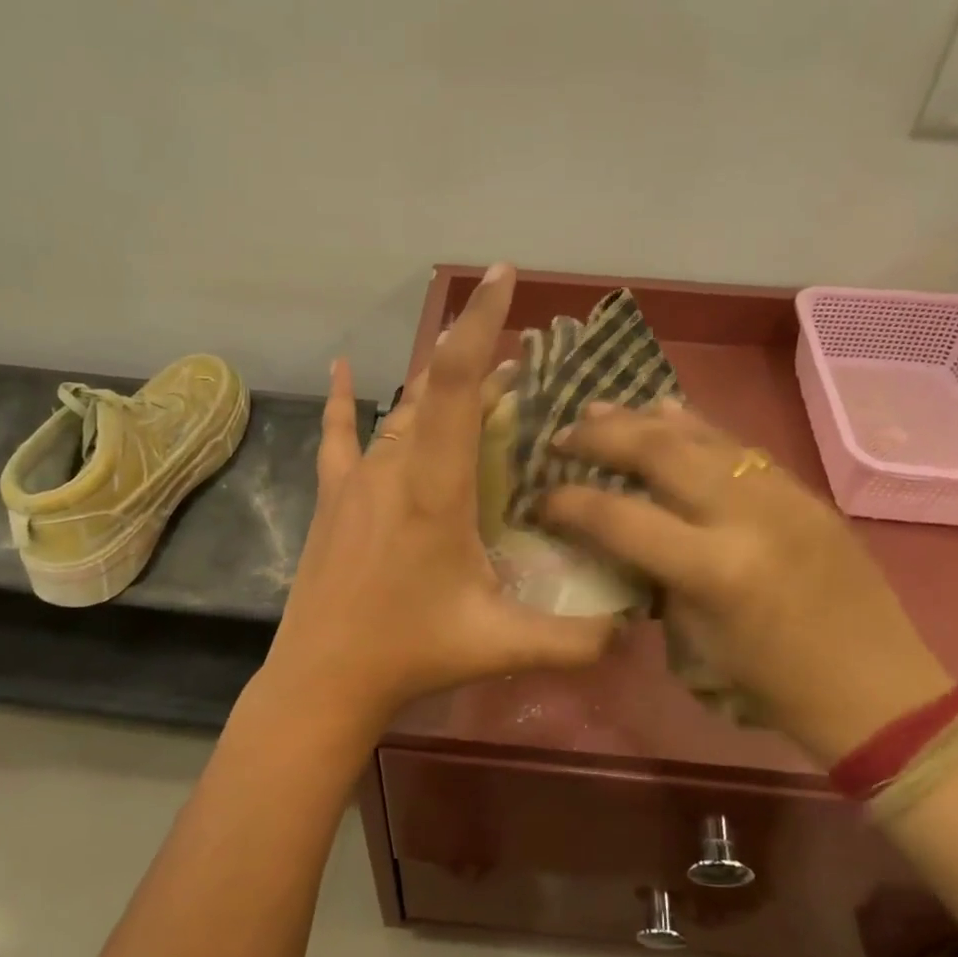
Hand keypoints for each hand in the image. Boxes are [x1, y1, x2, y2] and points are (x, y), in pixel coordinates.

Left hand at [265, 264, 615, 730]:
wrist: (322, 680)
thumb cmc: (409, 653)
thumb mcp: (501, 645)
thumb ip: (575, 640)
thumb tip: (635, 629)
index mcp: (434, 488)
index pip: (455, 386)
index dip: (478, 326)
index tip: (503, 276)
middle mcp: (392, 467)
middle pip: (437, 392)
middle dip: (481, 366)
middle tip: (526, 366)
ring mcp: (356, 479)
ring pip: (403, 412)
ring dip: (441, 390)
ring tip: (482, 383)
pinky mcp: (333, 498)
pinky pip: (338, 434)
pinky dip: (343, 400)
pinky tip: (341, 370)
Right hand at [542, 401, 951, 762]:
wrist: (876, 689)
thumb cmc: (773, 687)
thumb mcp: (694, 643)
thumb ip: (653, 580)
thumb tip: (618, 538)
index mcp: (715, 570)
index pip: (621, 517)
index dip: (569, 504)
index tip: (540, 498)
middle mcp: (747, 515)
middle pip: (659, 451)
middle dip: (601, 437)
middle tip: (562, 435)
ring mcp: (781, 494)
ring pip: (700, 434)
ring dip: (642, 418)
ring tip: (599, 410)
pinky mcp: (803, 489)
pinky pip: (736, 445)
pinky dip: (693, 426)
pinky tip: (666, 412)